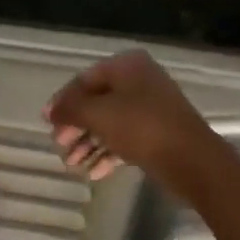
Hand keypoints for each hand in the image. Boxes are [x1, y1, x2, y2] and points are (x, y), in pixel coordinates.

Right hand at [44, 50, 215, 188]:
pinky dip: (107, 154)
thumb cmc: (141, 127)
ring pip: (110, 123)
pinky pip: (125, 140)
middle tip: (59, 146)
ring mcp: (151, 109)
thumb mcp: (98, 114)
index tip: (47, 123)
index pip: (84, 80)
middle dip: (76, 126)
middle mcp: (140, 82)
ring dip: (88, 144)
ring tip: (73, 166)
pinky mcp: (157, 134)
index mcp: (127, 66)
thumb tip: (51, 111)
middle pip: (97, 102)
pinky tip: (94, 173)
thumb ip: (70, 109)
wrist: (191, 160)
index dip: (63, 101)